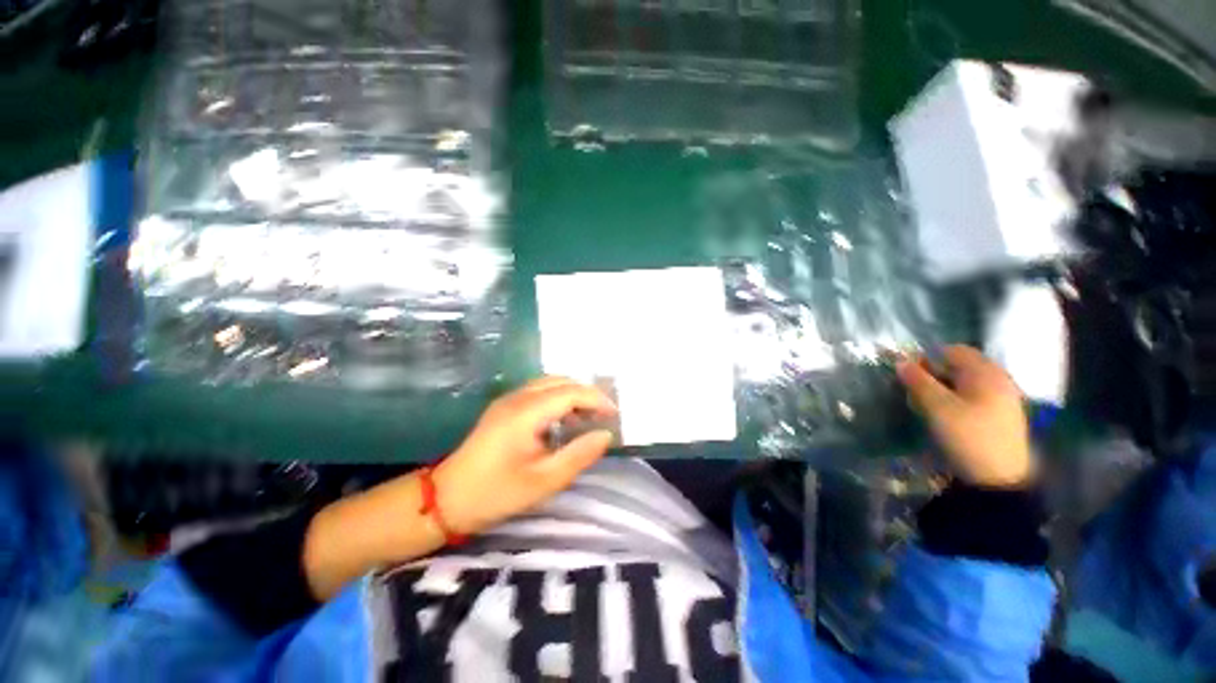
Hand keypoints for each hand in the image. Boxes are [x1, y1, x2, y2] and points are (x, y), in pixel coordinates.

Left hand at [435, 377, 617, 534]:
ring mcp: (508, 400)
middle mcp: (517, 397)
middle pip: (560, 381)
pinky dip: (558, 398)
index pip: (570, 392)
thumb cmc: (496, 492)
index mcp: (526, 412)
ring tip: (588, 416)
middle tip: (604, 415)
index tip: (615, 415)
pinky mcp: (503, 407)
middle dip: (586, 393)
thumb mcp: (544, 481)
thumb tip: (605, 435)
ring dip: (572, 394)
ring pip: (549, 383)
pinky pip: (538, 392)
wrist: (446, 499)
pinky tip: (564, 419)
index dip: (596, 399)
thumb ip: (579, 455)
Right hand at [897, 345, 1035, 487]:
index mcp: (987, 372)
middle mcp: (998, 380)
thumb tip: (899, 361)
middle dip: (932, 375)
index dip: (927, 358)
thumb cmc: (968, 435)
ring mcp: (1002, 399)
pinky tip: (943, 416)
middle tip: (913, 391)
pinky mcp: (999, 416)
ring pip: (963, 384)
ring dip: (940, 390)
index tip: (908, 374)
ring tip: (924, 406)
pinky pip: (972, 398)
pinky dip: (953, 401)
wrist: (998, 479)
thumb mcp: (937, 407)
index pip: (952, 351)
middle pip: (959, 367)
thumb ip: (918, 381)